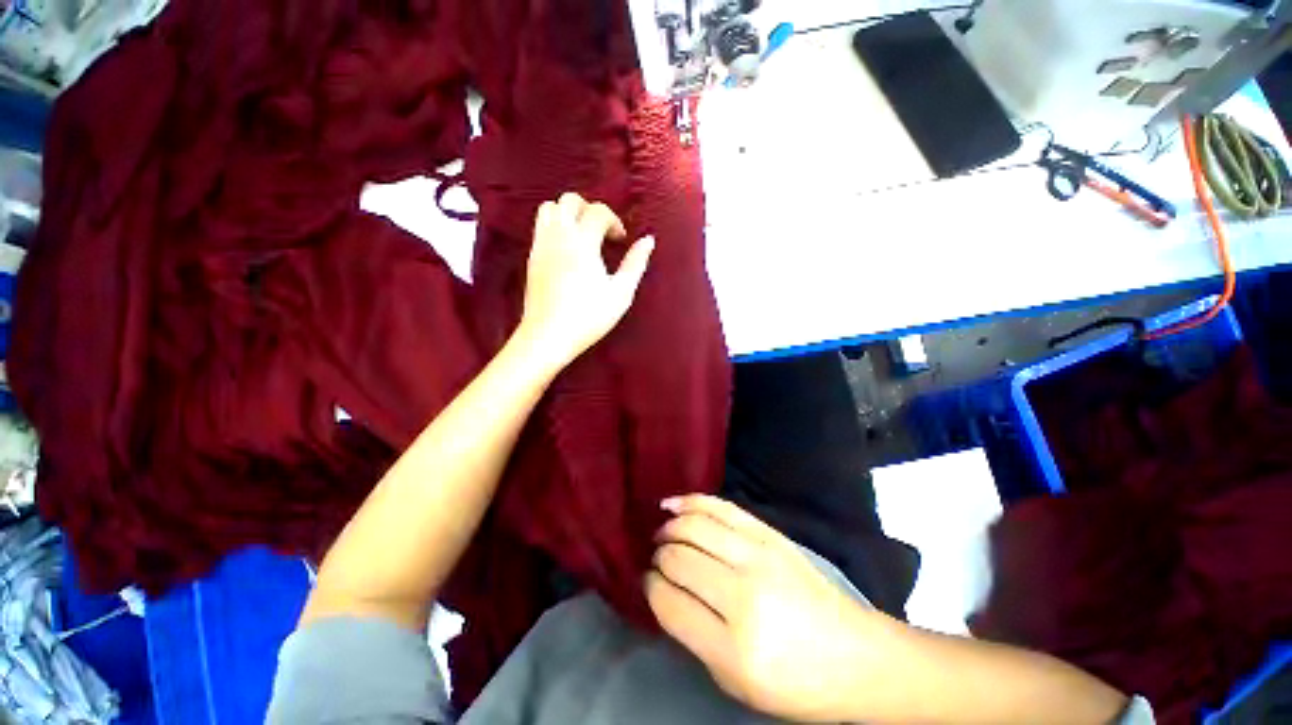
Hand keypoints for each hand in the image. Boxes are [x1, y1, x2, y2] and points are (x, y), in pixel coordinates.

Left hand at [515, 192, 653, 371]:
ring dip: (568, 214)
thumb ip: (635, 263)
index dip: (613, 221)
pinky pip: (540, 227)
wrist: (547, 336)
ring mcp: (540, 245)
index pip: (597, 211)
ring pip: (549, 208)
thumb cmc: (588, 316)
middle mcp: (558, 236)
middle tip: (602, 232)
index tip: (620, 240)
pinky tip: (567, 251)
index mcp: (582, 242)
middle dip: (589, 209)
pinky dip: (556, 227)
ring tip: (583, 236)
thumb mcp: (620, 293)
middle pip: (569, 200)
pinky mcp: (531, 257)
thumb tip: (648, 240)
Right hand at [647, 495, 889, 722]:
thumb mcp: (735, 682)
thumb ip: (693, 635)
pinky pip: (721, 507)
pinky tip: (673, 505)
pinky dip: (692, 502)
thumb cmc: (795, 682)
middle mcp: (744, 595)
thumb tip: (662, 589)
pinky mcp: (770, 535)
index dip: (651, 587)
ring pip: (695, 526)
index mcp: (734, 647)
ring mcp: (760, 556)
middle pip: (679, 558)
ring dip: (670, 527)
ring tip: (662, 534)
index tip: (648, 581)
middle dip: (659, 556)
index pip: (669, 601)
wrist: (856, 656)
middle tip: (656, 560)